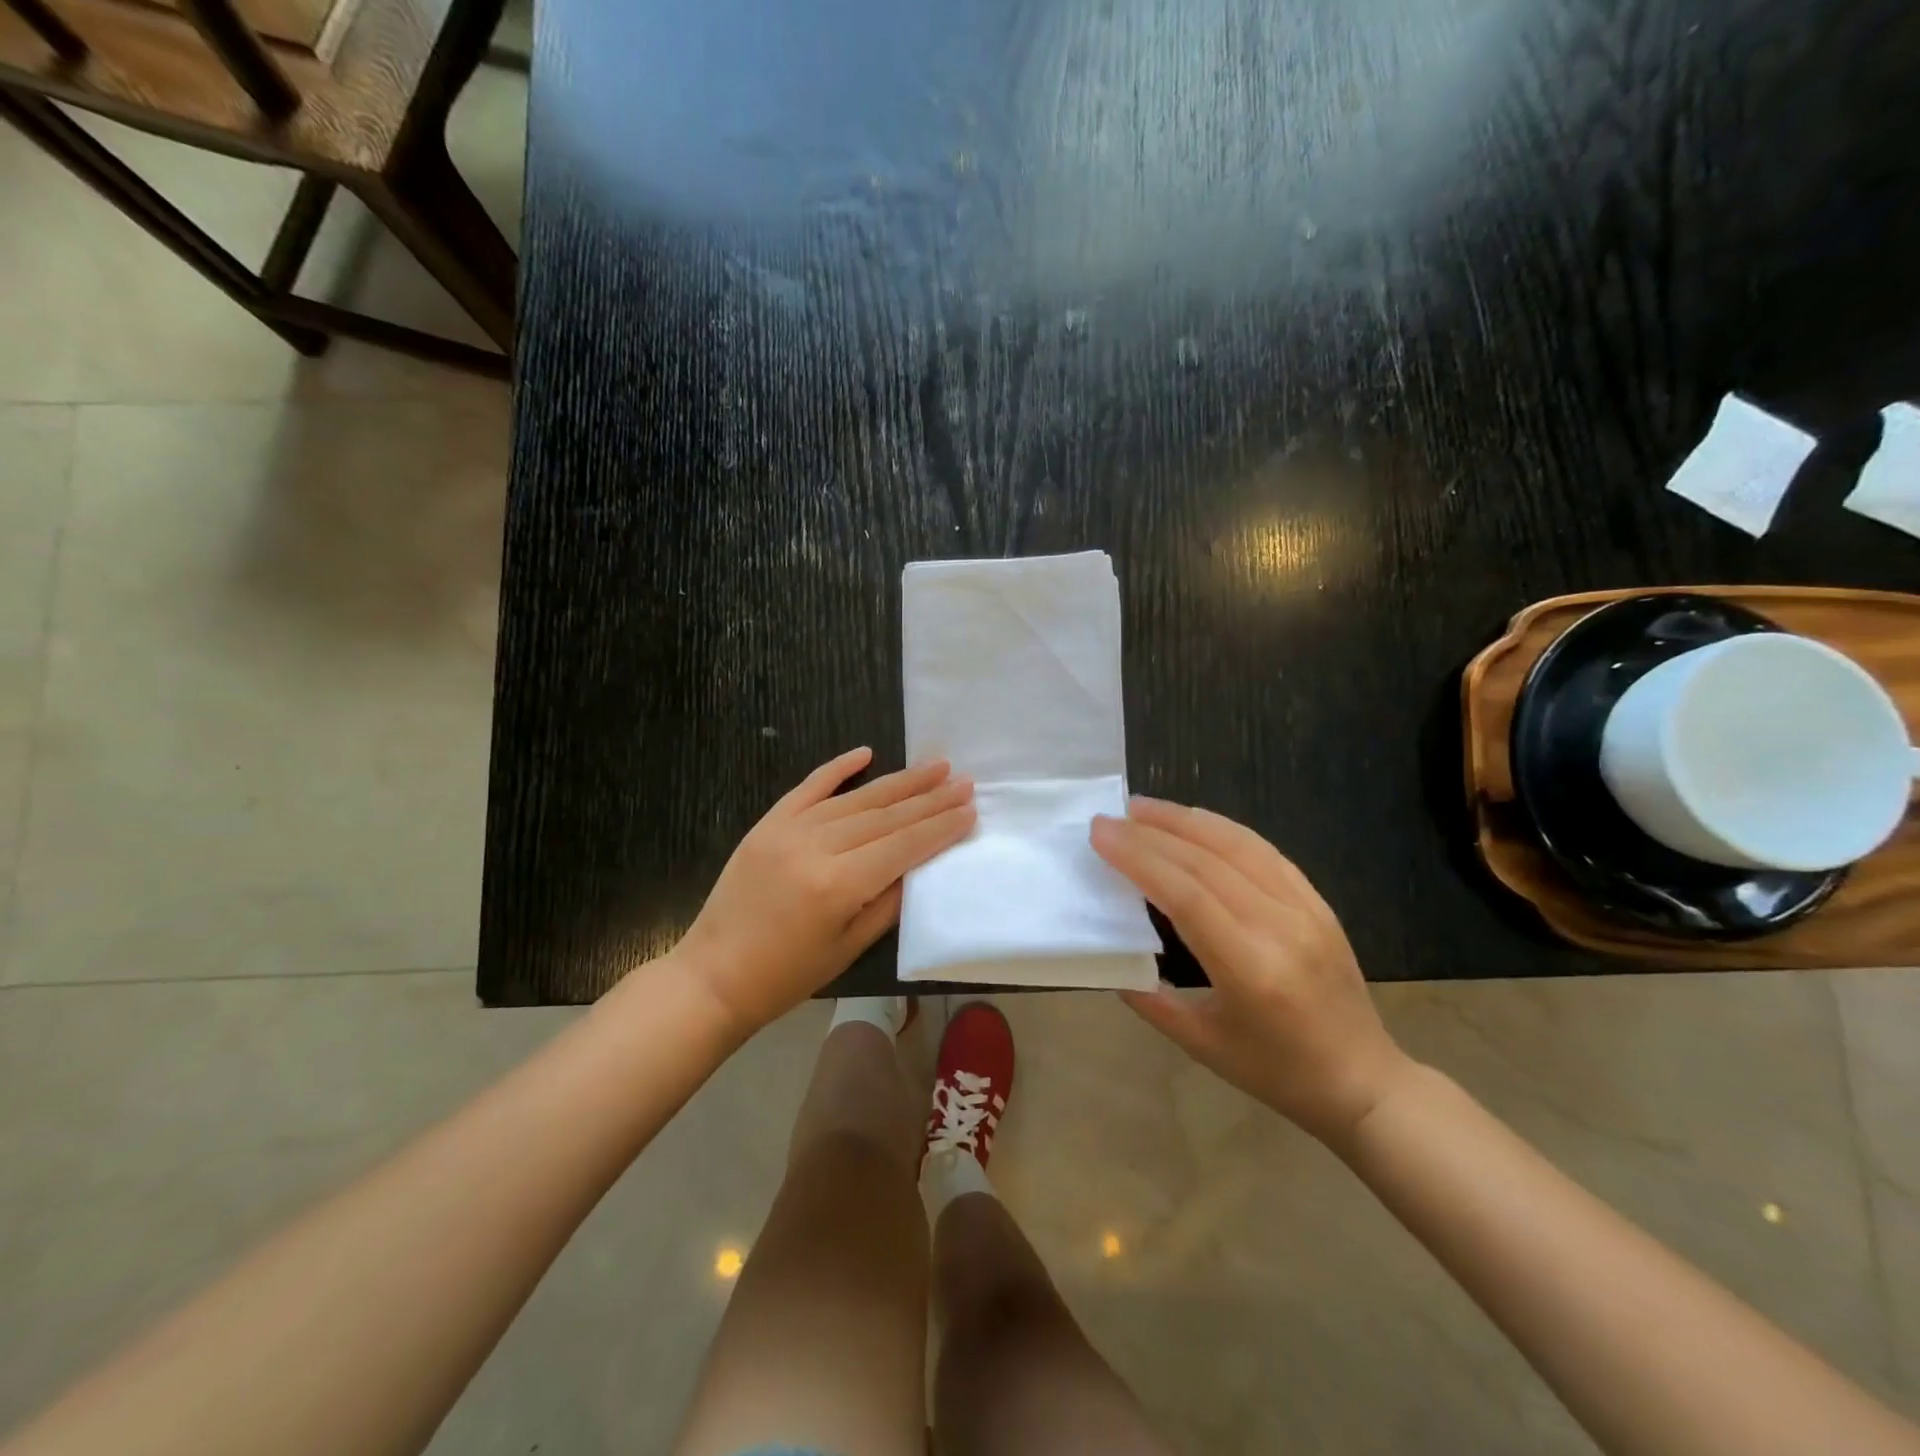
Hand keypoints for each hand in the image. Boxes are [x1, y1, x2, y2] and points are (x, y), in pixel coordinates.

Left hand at [676, 747, 974, 1036]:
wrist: (713, 976)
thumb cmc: (787, 975)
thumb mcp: (849, 948)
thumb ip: (889, 901)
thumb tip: (920, 863)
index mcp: (840, 884)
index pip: (903, 845)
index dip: (940, 827)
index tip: (970, 809)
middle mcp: (817, 847)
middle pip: (886, 815)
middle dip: (930, 798)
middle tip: (964, 781)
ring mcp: (789, 829)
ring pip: (856, 798)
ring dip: (899, 782)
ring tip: (935, 767)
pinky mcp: (768, 823)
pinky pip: (808, 787)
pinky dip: (838, 768)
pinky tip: (866, 752)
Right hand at [1091, 797, 1414, 1147]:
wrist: (1364, 1080)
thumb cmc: (1276, 1071)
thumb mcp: (1201, 1045)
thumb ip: (1149, 998)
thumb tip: (1109, 952)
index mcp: (1250, 969)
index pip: (1186, 894)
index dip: (1139, 857)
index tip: (1101, 834)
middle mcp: (1280, 926)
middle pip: (1206, 861)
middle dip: (1152, 833)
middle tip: (1109, 817)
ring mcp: (1305, 908)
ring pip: (1237, 844)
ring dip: (1185, 820)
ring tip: (1143, 808)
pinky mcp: (1317, 900)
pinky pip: (1264, 851)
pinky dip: (1222, 829)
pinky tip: (1194, 821)